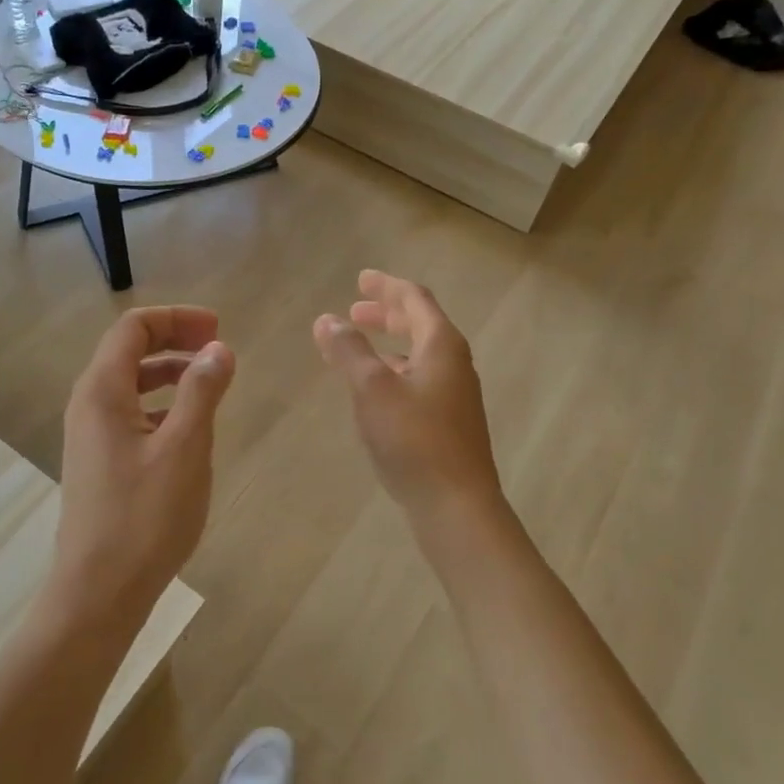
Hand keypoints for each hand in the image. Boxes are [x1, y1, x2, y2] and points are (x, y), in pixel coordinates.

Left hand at [52, 306, 235, 625]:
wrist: (98, 592)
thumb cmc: (145, 517)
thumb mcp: (185, 447)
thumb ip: (202, 391)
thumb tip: (218, 349)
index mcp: (102, 391)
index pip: (133, 328)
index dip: (176, 319)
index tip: (217, 329)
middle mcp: (88, 405)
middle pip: (128, 350)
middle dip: (173, 339)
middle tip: (217, 347)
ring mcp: (90, 435)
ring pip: (129, 383)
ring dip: (168, 372)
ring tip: (208, 382)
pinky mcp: (99, 461)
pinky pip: (129, 413)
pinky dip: (160, 403)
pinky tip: (186, 426)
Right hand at [313, 270, 505, 522]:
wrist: (456, 505)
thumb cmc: (414, 439)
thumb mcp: (372, 389)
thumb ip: (349, 350)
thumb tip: (327, 319)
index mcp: (441, 344)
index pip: (414, 299)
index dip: (386, 286)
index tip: (361, 278)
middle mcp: (453, 363)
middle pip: (420, 324)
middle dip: (386, 313)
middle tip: (354, 310)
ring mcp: (454, 394)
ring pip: (419, 353)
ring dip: (389, 343)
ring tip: (357, 346)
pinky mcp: (448, 422)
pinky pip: (418, 379)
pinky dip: (394, 371)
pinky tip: (375, 390)